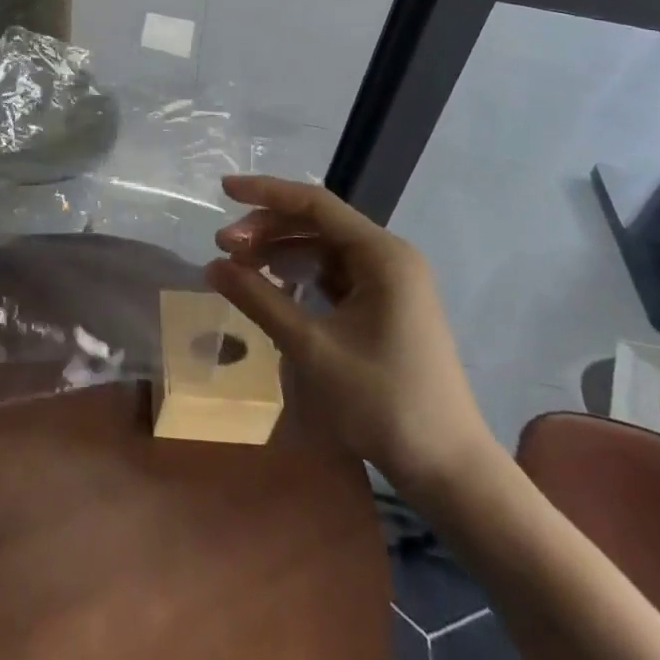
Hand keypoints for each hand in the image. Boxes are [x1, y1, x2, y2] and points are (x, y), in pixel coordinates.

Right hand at [206, 175, 499, 503]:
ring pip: (324, 248)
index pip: (315, 204)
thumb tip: (211, 265)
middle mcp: (389, 257)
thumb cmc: (382, 403)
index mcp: (382, 254)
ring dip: (281, 250)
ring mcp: (390, 282)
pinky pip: (335, 273)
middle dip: (268, 228)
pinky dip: (301, 273)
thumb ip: (260, 300)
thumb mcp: (312, 348)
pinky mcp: (385, 306)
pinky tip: (273, 284)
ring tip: (240, 265)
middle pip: (318, 223)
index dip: (265, 192)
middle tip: (224, 245)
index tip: (224, 190)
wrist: (448, 469)